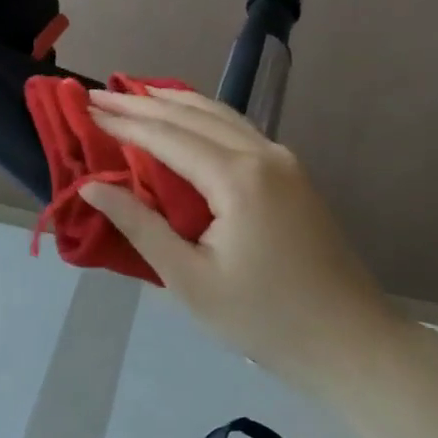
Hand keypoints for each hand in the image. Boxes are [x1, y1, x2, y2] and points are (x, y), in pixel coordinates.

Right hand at [79, 89, 405, 381]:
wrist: (353, 344)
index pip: (166, 137)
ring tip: (133, 94)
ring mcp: (283, 160)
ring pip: (218, 114)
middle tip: (97, 94)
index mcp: (237, 178)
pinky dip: (202, 115)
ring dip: (172, 102)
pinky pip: (237, 128)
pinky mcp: (292, 173)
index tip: (85, 109)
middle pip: (191, 115)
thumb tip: (91, 187)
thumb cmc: (265, 319)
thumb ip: (139, 226)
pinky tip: (185, 115)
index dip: (122, 123)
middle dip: (141, 103)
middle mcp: (262, 154)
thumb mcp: (190, 281)